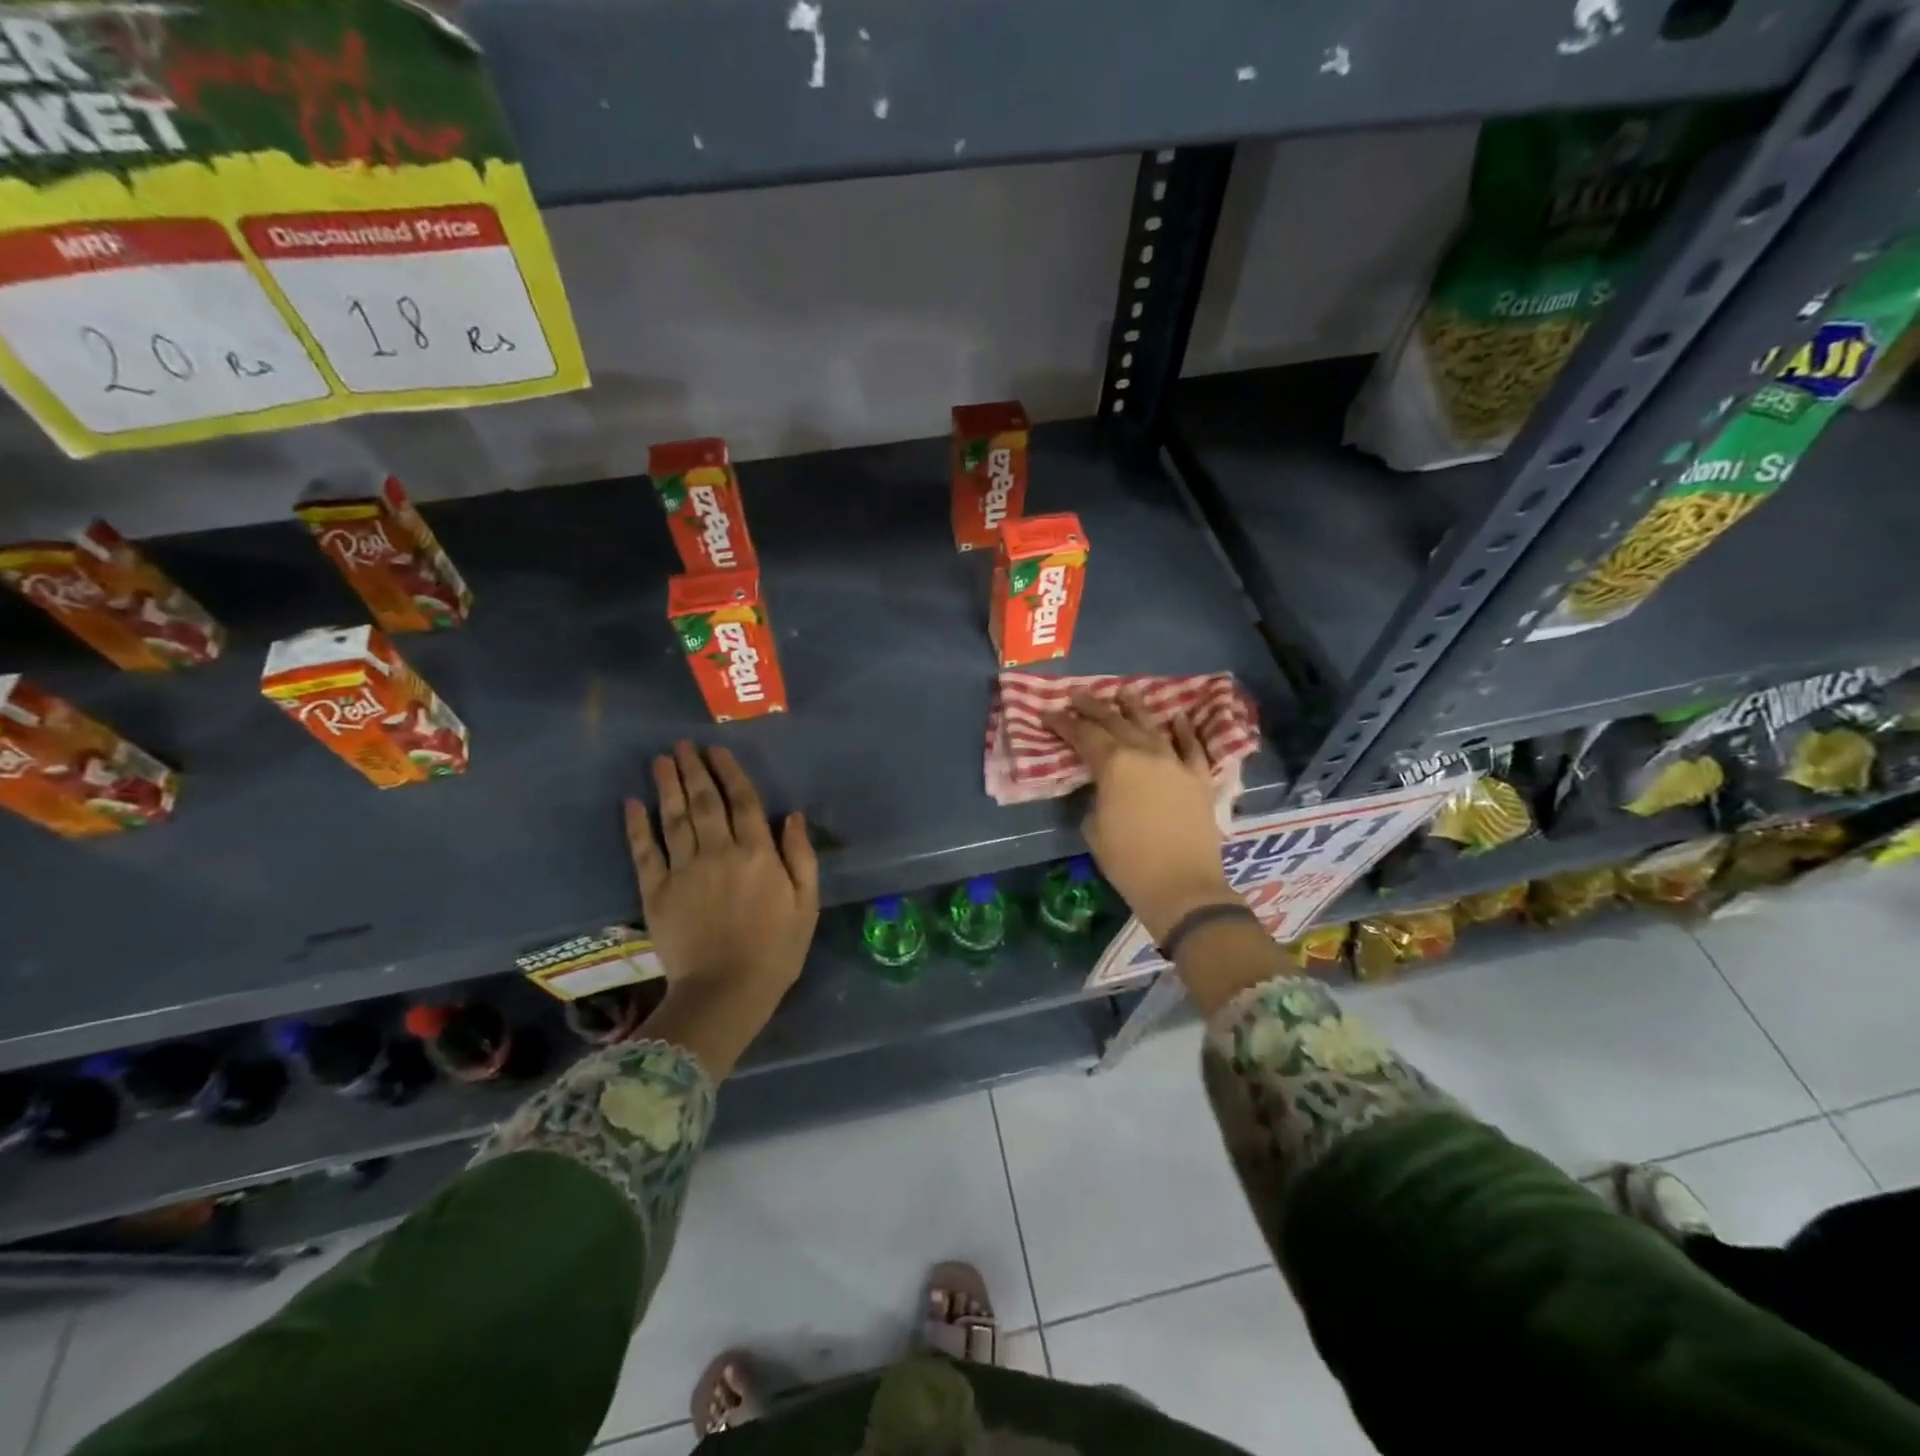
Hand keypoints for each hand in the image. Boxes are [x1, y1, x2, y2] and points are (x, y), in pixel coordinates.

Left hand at [624, 742, 818, 1076]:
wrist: (726, 992)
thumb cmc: (776, 950)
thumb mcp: (807, 905)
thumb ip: (801, 857)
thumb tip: (793, 817)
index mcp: (758, 853)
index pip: (743, 801)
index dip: (729, 772)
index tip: (717, 750)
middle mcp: (719, 851)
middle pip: (705, 801)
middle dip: (694, 769)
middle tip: (684, 745)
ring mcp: (684, 870)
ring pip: (674, 817)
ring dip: (667, 785)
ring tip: (661, 760)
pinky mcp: (656, 892)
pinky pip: (645, 851)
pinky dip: (637, 825)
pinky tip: (632, 803)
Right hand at [1043, 690, 1237, 943]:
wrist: (1181, 885)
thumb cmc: (1127, 861)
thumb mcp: (1094, 827)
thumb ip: (1096, 795)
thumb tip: (1103, 786)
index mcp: (1114, 764)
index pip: (1083, 734)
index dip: (1063, 723)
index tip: (1048, 713)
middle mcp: (1144, 753)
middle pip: (1115, 721)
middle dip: (1093, 707)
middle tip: (1077, 696)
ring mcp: (1175, 762)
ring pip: (1152, 725)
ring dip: (1135, 707)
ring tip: (1124, 693)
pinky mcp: (1198, 777)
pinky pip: (1192, 746)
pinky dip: (1184, 730)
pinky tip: (1177, 717)